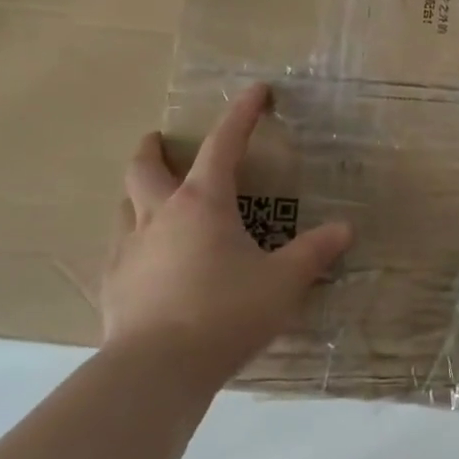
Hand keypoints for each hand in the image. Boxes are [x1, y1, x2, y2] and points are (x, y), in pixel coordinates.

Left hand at [102, 83, 352, 380]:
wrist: (159, 367)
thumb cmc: (227, 313)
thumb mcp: (283, 282)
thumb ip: (314, 253)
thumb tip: (345, 229)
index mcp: (204, 204)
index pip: (225, 145)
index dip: (242, 114)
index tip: (257, 91)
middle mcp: (160, 215)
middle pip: (146, 167)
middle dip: (154, 148)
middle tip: (160, 139)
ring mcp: (129, 248)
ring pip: (125, 204)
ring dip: (138, 191)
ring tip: (151, 197)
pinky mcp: (113, 282)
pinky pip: (120, 246)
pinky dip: (134, 238)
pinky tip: (146, 259)